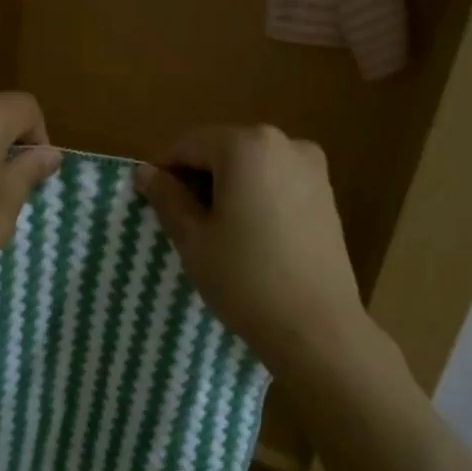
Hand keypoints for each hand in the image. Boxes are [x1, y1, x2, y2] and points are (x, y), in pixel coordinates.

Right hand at [134, 126, 368, 372]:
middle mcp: (284, 143)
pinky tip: (246, 234)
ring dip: (224, 187)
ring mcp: (312, 168)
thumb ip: (167, 197)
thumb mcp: (193, 238)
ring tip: (210, 229)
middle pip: (222, 151)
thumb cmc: (245, 278)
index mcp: (247, 146)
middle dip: (195, 178)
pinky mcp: (326, 195)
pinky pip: (275, 182)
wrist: (317, 327)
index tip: (145, 198)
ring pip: (250, 167)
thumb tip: (145, 173)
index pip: (189, 145)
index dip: (162, 169)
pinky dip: (253, 196)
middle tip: (176, 217)